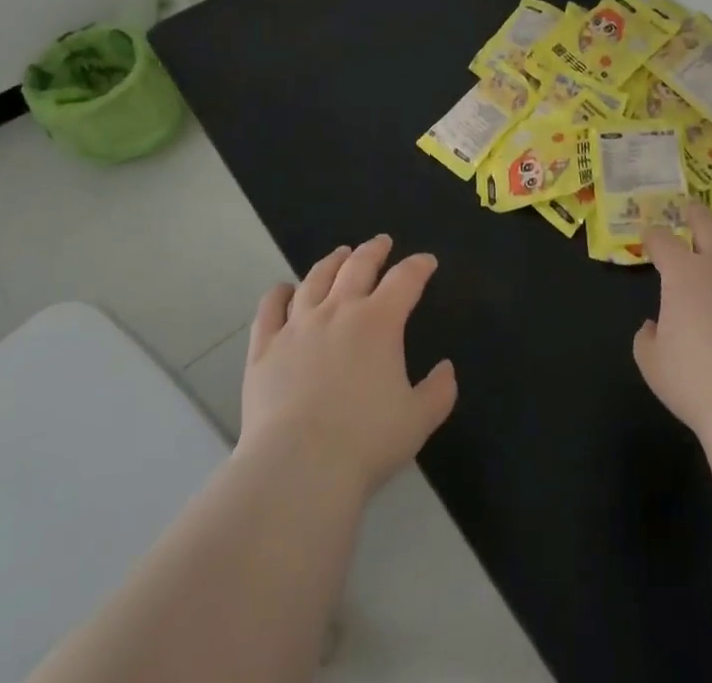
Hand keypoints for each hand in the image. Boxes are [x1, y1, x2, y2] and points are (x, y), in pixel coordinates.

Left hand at [240, 235, 457, 497]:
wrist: (298, 467)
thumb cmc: (365, 442)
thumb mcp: (418, 420)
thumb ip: (438, 391)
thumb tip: (446, 369)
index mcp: (379, 321)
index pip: (405, 279)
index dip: (419, 266)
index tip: (427, 262)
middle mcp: (339, 311)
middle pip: (358, 265)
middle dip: (374, 250)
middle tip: (382, 243)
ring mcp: (298, 325)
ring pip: (315, 278)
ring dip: (331, 262)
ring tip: (340, 255)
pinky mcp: (265, 347)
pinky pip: (270, 308)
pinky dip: (279, 293)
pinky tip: (284, 290)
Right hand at [635, 204, 711, 441]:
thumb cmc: (697, 383)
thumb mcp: (653, 365)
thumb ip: (647, 339)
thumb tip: (653, 326)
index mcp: (683, 274)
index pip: (663, 241)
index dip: (653, 236)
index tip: (649, 238)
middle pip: (708, 225)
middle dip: (696, 214)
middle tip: (691, 211)